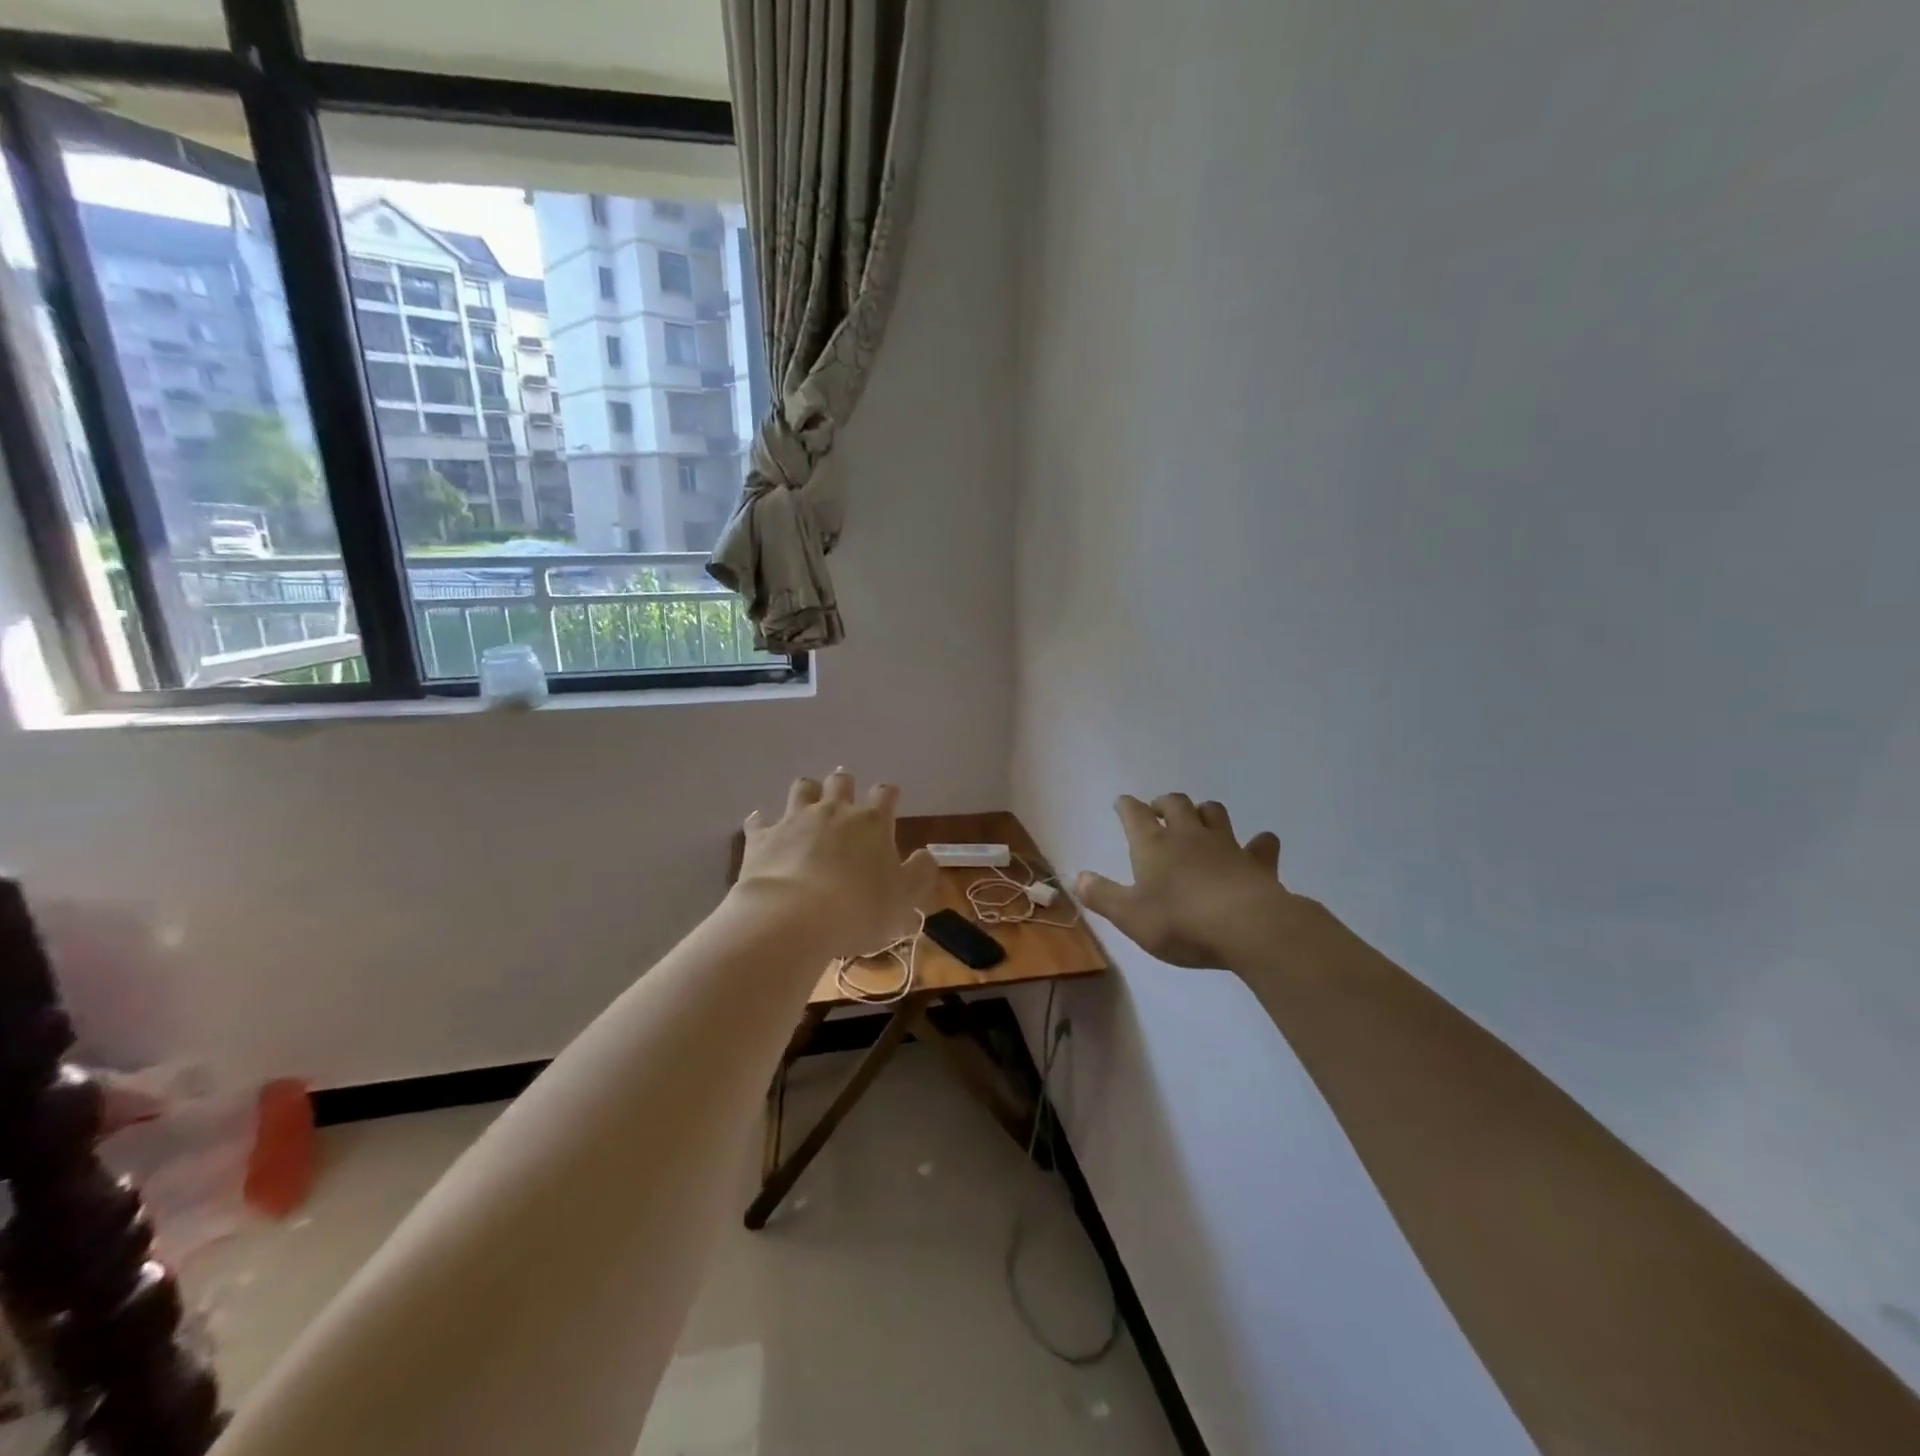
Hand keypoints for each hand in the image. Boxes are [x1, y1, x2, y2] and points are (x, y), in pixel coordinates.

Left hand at [736, 770, 938, 956]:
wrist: (793, 918)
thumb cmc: (858, 909)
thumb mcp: (904, 899)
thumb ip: (919, 873)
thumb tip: (925, 855)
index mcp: (871, 822)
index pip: (885, 793)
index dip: (888, 793)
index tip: (889, 798)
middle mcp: (834, 811)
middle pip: (841, 781)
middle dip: (845, 784)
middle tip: (846, 796)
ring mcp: (795, 820)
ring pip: (802, 789)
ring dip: (807, 792)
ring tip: (808, 802)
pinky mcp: (762, 837)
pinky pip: (759, 820)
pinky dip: (762, 822)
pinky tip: (762, 827)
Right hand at [1075, 794, 1310, 970]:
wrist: (1246, 927)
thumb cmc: (1180, 921)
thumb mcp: (1129, 916)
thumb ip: (1102, 896)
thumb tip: (1077, 877)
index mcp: (1153, 845)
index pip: (1134, 814)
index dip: (1126, 806)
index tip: (1122, 803)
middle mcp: (1188, 836)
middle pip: (1176, 803)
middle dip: (1165, 803)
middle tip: (1159, 810)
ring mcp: (1226, 845)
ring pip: (1214, 813)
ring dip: (1204, 812)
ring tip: (1199, 821)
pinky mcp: (1257, 862)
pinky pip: (1261, 844)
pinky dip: (1258, 843)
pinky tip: (1258, 846)